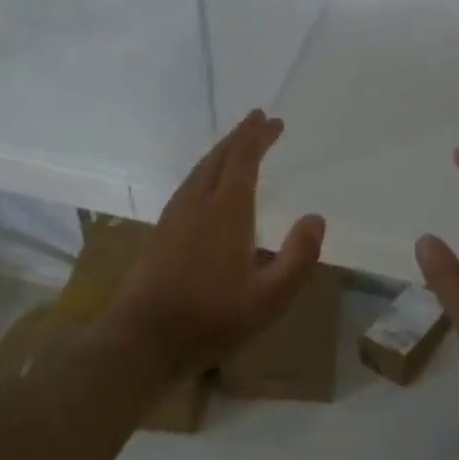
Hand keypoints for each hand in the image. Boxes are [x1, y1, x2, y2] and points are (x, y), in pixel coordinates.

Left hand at [105, 110, 325, 379]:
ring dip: (221, 150)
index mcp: (226, 211)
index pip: (243, 160)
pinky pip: (188, 184)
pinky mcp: (161, 230)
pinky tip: (207, 182)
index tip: (274, 121)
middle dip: (240, 136)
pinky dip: (206, 169)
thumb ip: (298, 257)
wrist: (142, 340)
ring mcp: (175, 215)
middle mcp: (198, 202)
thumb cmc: (211, 318)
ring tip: (237, 143)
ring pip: (200, 168)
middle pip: (219, 157)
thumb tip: (316, 218)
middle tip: (258, 119)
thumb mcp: (269, 298)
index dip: (259, 137)